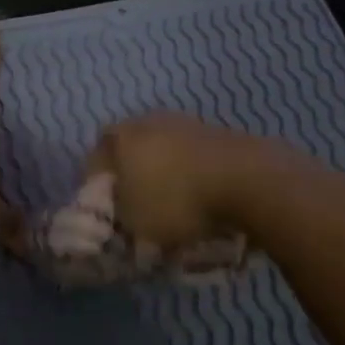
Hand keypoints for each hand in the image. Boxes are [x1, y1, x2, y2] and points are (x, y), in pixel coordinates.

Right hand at [85, 113, 277, 251]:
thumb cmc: (177, 200)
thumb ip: (117, 216)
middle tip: (139, 209)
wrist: (249, 181)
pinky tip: (202, 199)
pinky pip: (193, 158)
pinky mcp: (218, 133)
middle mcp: (149, 121)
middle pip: (130, 152)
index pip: (96, 160)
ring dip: (165, 176)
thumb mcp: (134, 222)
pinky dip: (193, 176)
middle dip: (132, 179)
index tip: (108, 213)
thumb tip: (118, 212)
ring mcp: (186, 123)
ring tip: (175, 208)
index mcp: (121, 136)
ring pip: (164, 152)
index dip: (98, 188)